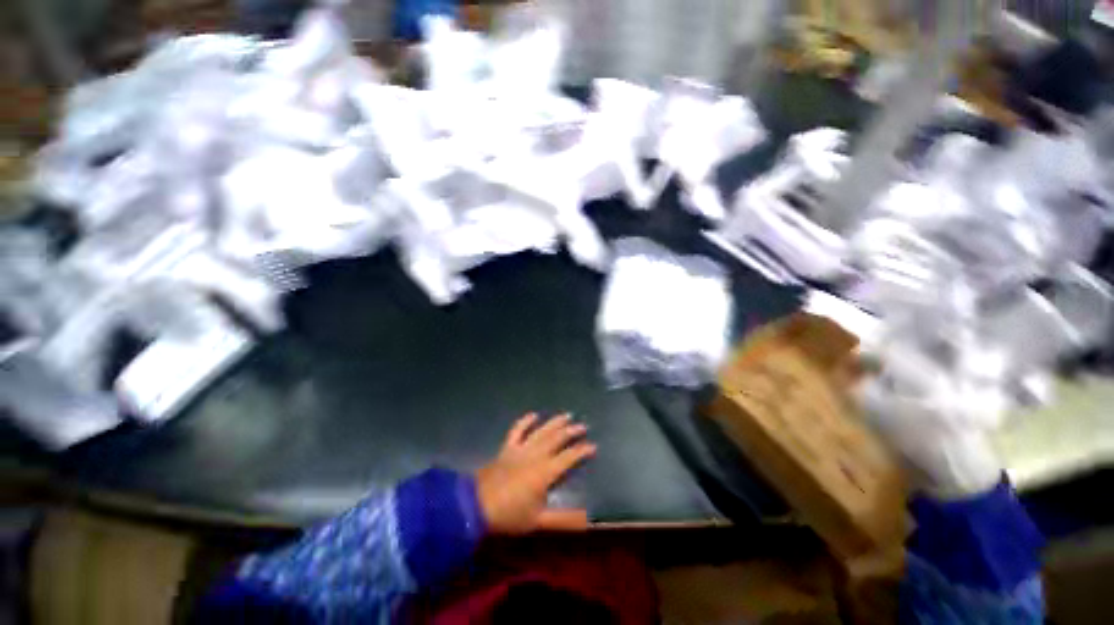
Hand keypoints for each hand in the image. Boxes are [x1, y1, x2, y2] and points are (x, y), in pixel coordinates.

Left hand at [475, 413, 595, 533]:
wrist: (476, 506)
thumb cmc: (509, 515)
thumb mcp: (538, 521)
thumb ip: (563, 519)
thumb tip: (588, 519)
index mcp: (544, 472)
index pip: (568, 457)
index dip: (581, 451)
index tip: (593, 446)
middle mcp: (535, 455)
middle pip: (556, 439)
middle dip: (571, 431)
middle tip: (583, 426)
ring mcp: (520, 449)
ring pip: (541, 431)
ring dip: (554, 422)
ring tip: (566, 415)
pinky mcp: (507, 447)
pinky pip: (517, 430)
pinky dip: (525, 421)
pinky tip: (533, 415)